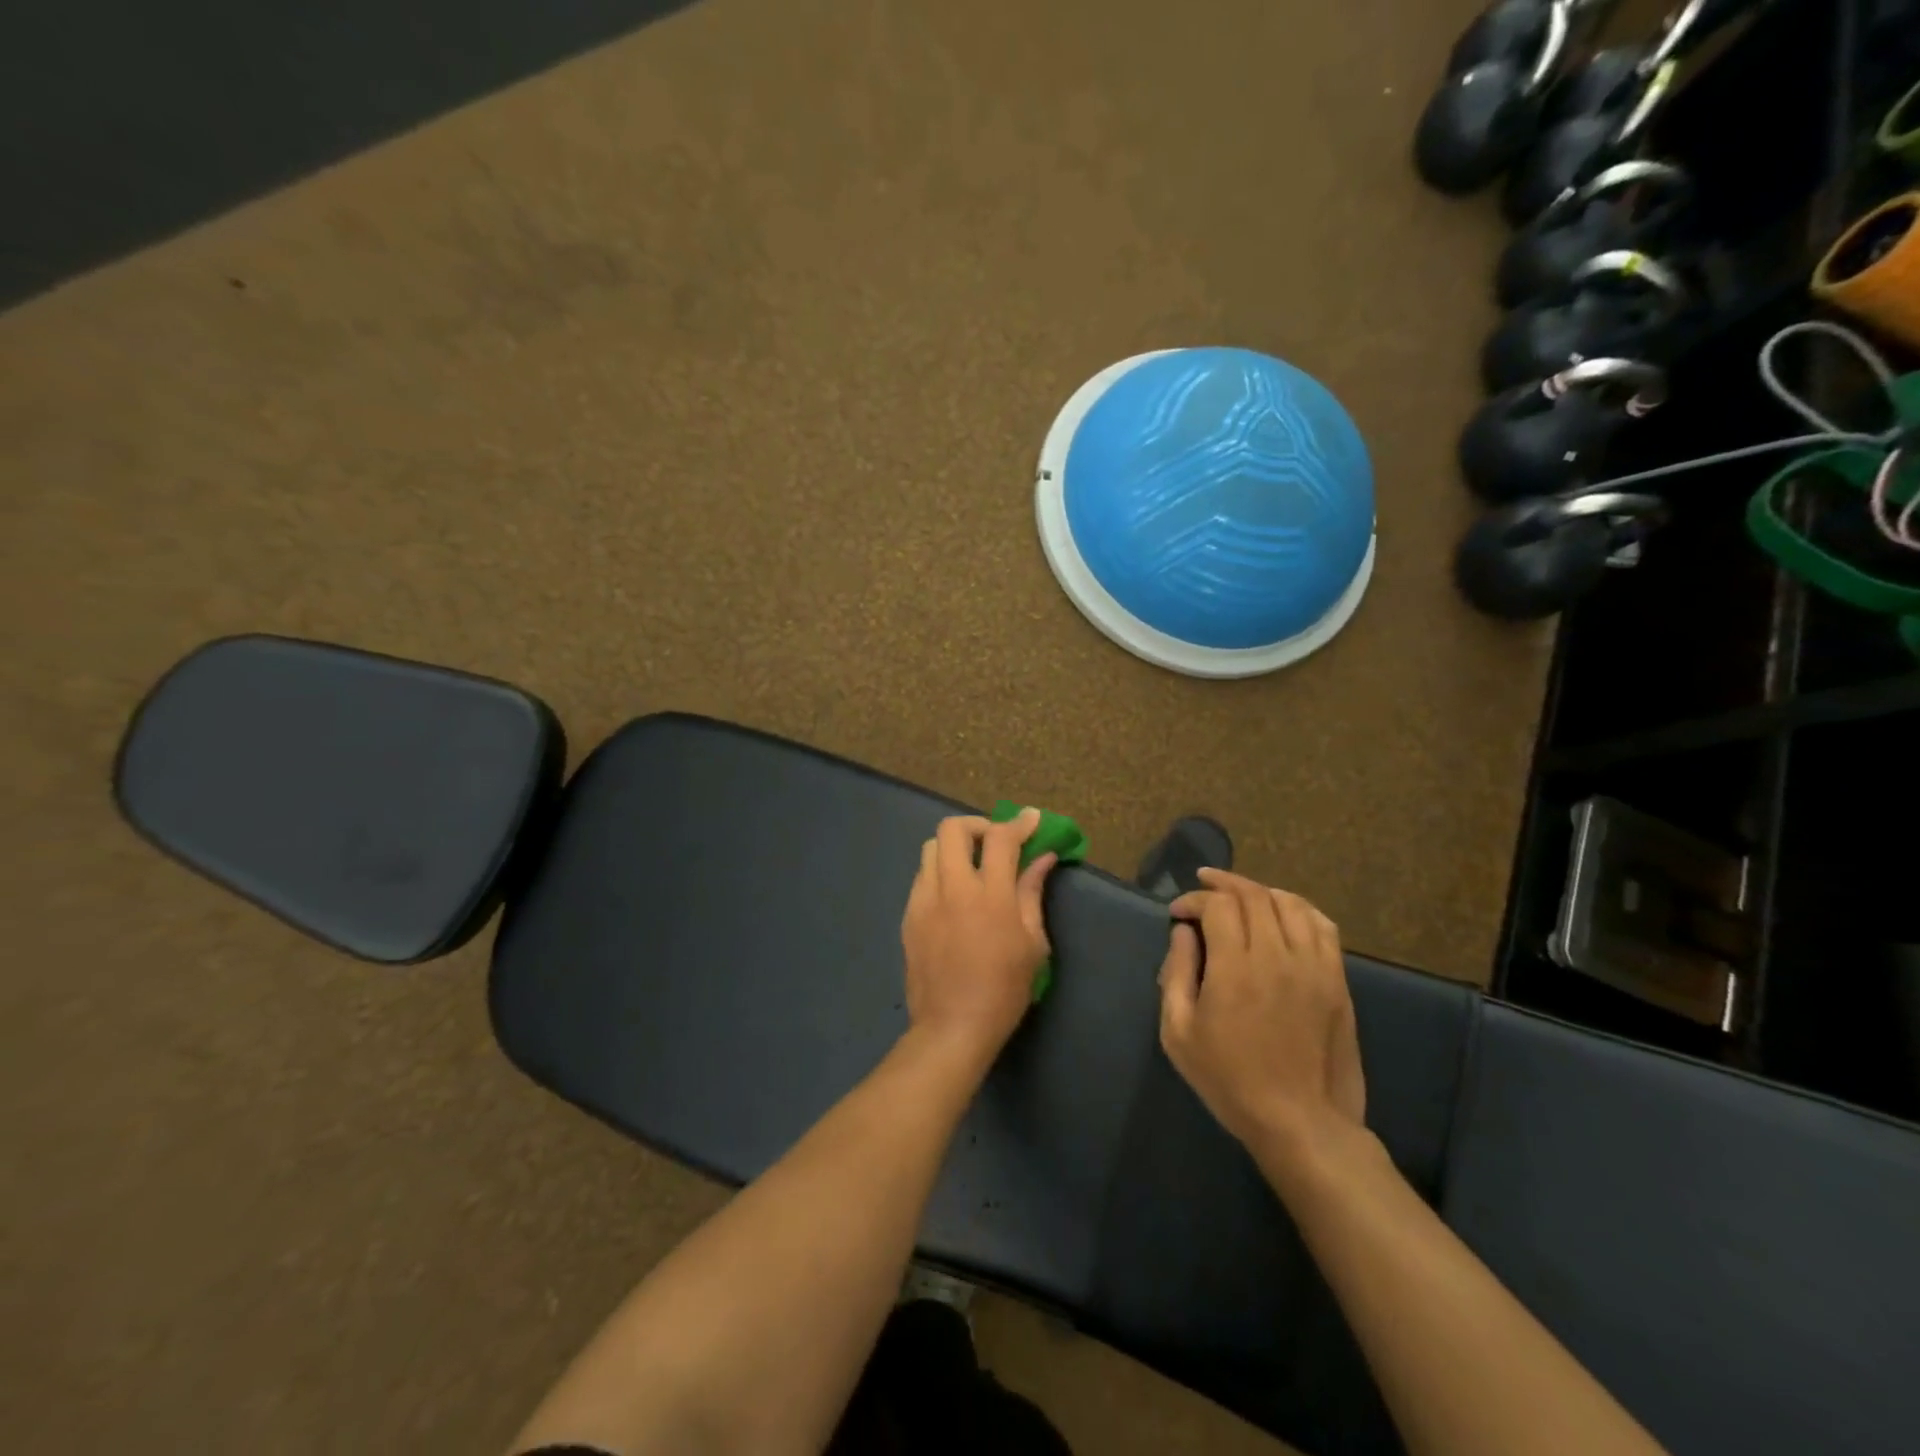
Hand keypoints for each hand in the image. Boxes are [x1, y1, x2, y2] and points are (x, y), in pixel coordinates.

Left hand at [901, 811, 1057, 1064]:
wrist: (952, 1027)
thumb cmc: (1003, 990)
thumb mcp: (1032, 944)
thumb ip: (1032, 893)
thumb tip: (1042, 858)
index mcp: (990, 895)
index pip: (1001, 838)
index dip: (1018, 823)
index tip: (1030, 819)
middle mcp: (952, 888)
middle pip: (953, 828)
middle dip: (977, 825)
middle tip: (995, 843)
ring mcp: (924, 900)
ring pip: (931, 848)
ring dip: (954, 848)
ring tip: (971, 868)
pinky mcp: (908, 916)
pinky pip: (922, 877)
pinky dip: (940, 873)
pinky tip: (954, 897)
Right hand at [1158, 869, 1365, 1161]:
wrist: (1301, 1123)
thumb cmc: (1229, 1080)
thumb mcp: (1179, 1033)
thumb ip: (1176, 974)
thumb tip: (1182, 932)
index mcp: (1234, 968)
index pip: (1217, 906)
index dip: (1193, 900)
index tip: (1178, 913)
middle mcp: (1276, 956)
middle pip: (1253, 895)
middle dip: (1224, 884)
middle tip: (1204, 886)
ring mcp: (1313, 966)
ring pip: (1290, 903)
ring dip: (1260, 891)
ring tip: (1242, 896)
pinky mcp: (1337, 980)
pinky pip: (1323, 926)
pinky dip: (1299, 908)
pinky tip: (1284, 913)